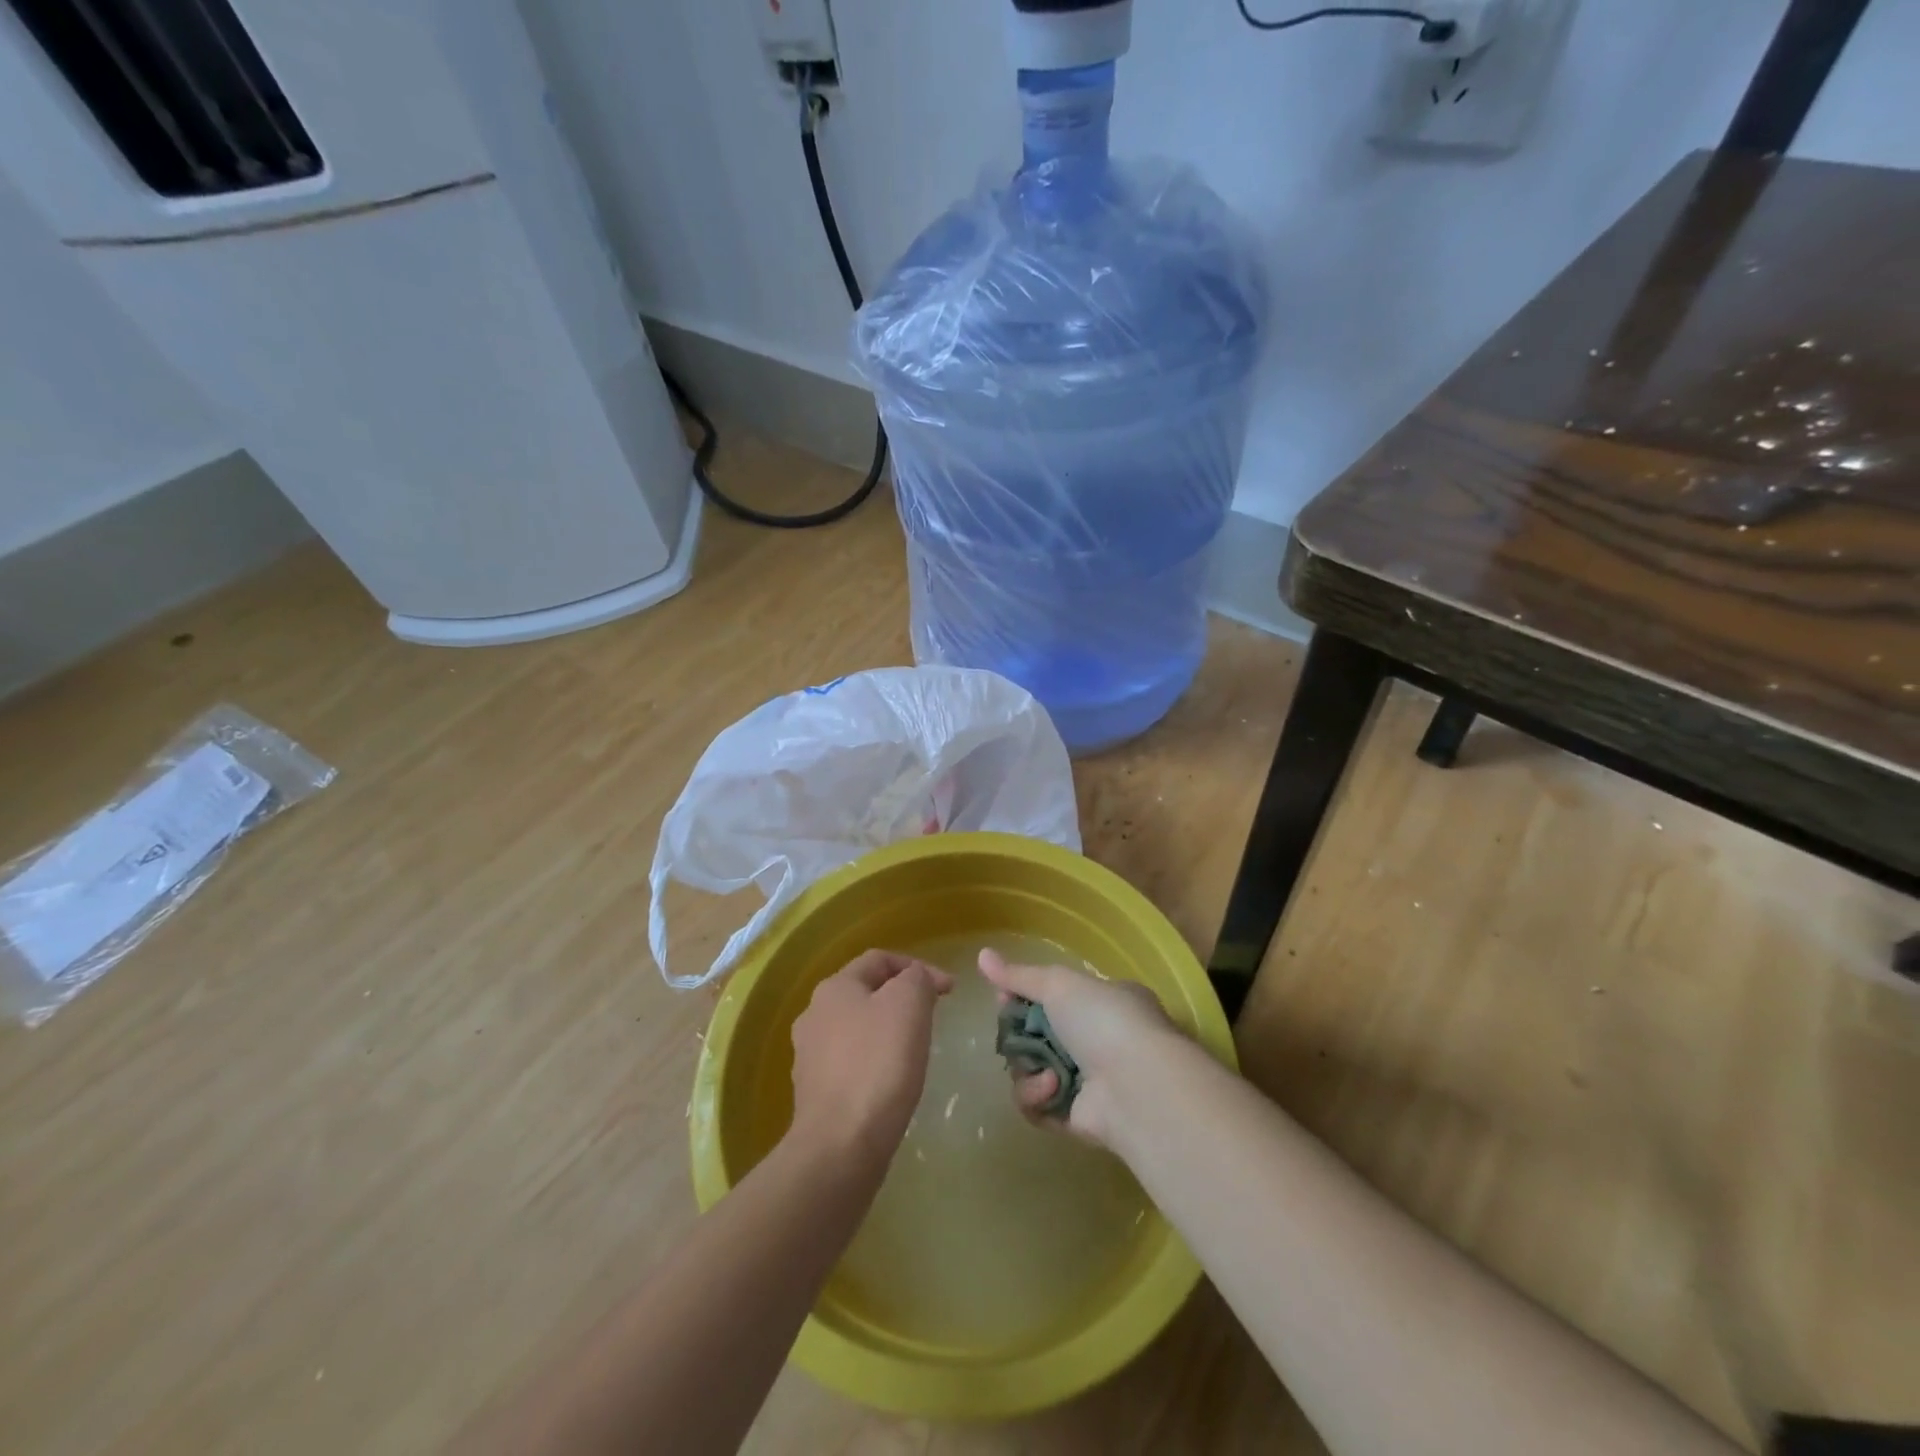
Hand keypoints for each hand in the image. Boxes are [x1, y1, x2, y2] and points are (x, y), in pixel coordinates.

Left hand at [788, 950, 952, 1166]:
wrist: (841, 1146)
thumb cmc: (879, 1063)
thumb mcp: (909, 1004)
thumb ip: (917, 978)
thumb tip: (916, 979)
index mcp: (834, 987)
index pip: (880, 959)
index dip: (919, 966)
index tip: (949, 990)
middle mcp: (814, 1015)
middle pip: (866, 992)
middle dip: (902, 998)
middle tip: (933, 1017)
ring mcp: (810, 1056)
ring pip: (858, 1028)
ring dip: (888, 1031)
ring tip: (916, 1050)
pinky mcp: (815, 1093)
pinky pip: (852, 1063)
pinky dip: (875, 1063)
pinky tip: (893, 1082)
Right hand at [978, 949, 1179, 1148]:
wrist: (1138, 1087)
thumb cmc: (1103, 1021)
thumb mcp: (1060, 985)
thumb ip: (1019, 975)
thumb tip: (981, 954)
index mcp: (1104, 1001)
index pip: (1054, 995)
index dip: (1023, 996)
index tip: (1004, 996)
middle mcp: (1098, 1039)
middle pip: (1037, 1034)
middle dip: (1019, 1035)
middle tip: (1013, 1033)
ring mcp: (1088, 1081)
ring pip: (1032, 1070)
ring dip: (1029, 1068)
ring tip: (1045, 1070)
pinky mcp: (1076, 1117)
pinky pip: (1038, 1105)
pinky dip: (1037, 1097)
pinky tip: (1051, 1089)